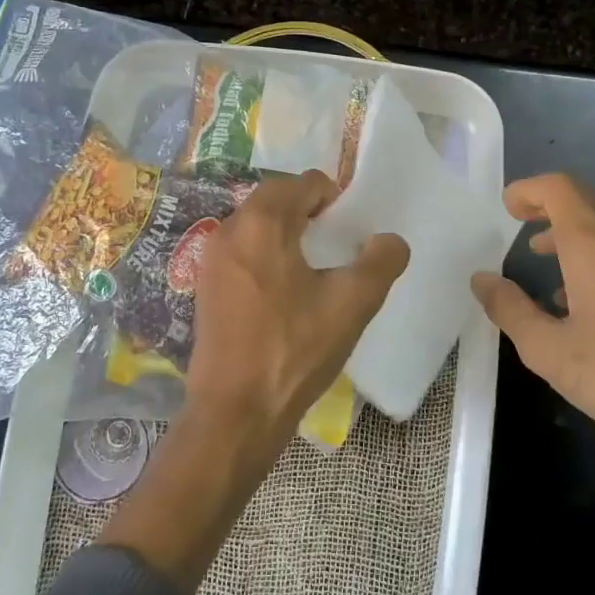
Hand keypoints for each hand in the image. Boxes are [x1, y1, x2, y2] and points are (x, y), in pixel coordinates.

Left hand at [185, 169, 408, 460]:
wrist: (236, 411)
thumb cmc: (295, 350)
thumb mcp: (352, 304)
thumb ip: (381, 261)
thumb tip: (389, 241)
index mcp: (262, 222)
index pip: (305, 183)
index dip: (334, 199)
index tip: (349, 232)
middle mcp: (228, 229)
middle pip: (276, 199)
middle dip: (309, 213)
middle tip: (335, 248)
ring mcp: (211, 259)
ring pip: (256, 226)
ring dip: (286, 234)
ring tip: (313, 271)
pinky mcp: (205, 287)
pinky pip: (241, 252)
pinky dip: (265, 256)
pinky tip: (283, 294)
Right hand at [471, 174, 594, 527]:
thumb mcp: (549, 352)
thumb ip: (510, 309)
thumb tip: (482, 280)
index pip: (560, 189)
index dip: (529, 190)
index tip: (507, 209)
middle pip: (588, 201)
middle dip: (551, 208)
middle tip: (523, 229)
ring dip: (577, 233)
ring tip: (551, 265)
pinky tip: (594, 300)